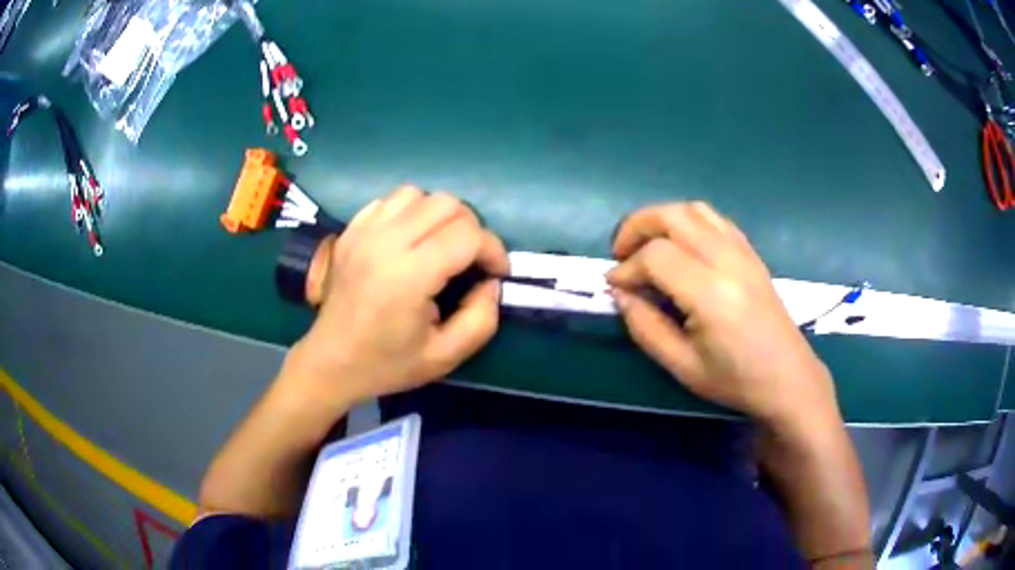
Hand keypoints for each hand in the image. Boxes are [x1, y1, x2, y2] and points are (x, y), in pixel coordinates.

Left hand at [283, 186, 507, 409]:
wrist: (331, 362)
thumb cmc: (387, 364)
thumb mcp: (445, 357)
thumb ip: (481, 320)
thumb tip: (491, 283)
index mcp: (408, 277)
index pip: (467, 235)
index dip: (493, 250)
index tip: (496, 273)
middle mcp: (384, 243)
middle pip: (446, 204)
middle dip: (472, 228)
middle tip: (472, 259)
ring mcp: (363, 232)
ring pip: (418, 195)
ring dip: (440, 215)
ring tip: (441, 244)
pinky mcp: (350, 230)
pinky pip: (390, 200)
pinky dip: (410, 212)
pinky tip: (410, 239)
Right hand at [606, 202, 839, 428]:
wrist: (787, 377)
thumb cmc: (735, 380)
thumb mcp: (682, 366)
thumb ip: (645, 327)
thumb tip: (620, 293)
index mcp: (711, 293)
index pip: (656, 256)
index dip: (627, 268)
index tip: (615, 287)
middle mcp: (728, 260)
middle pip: (672, 215)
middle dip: (636, 226)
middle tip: (620, 254)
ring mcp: (743, 251)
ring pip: (693, 209)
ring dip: (661, 218)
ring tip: (646, 245)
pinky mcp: (751, 252)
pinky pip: (714, 219)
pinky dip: (687, 221)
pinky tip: (680, 246)